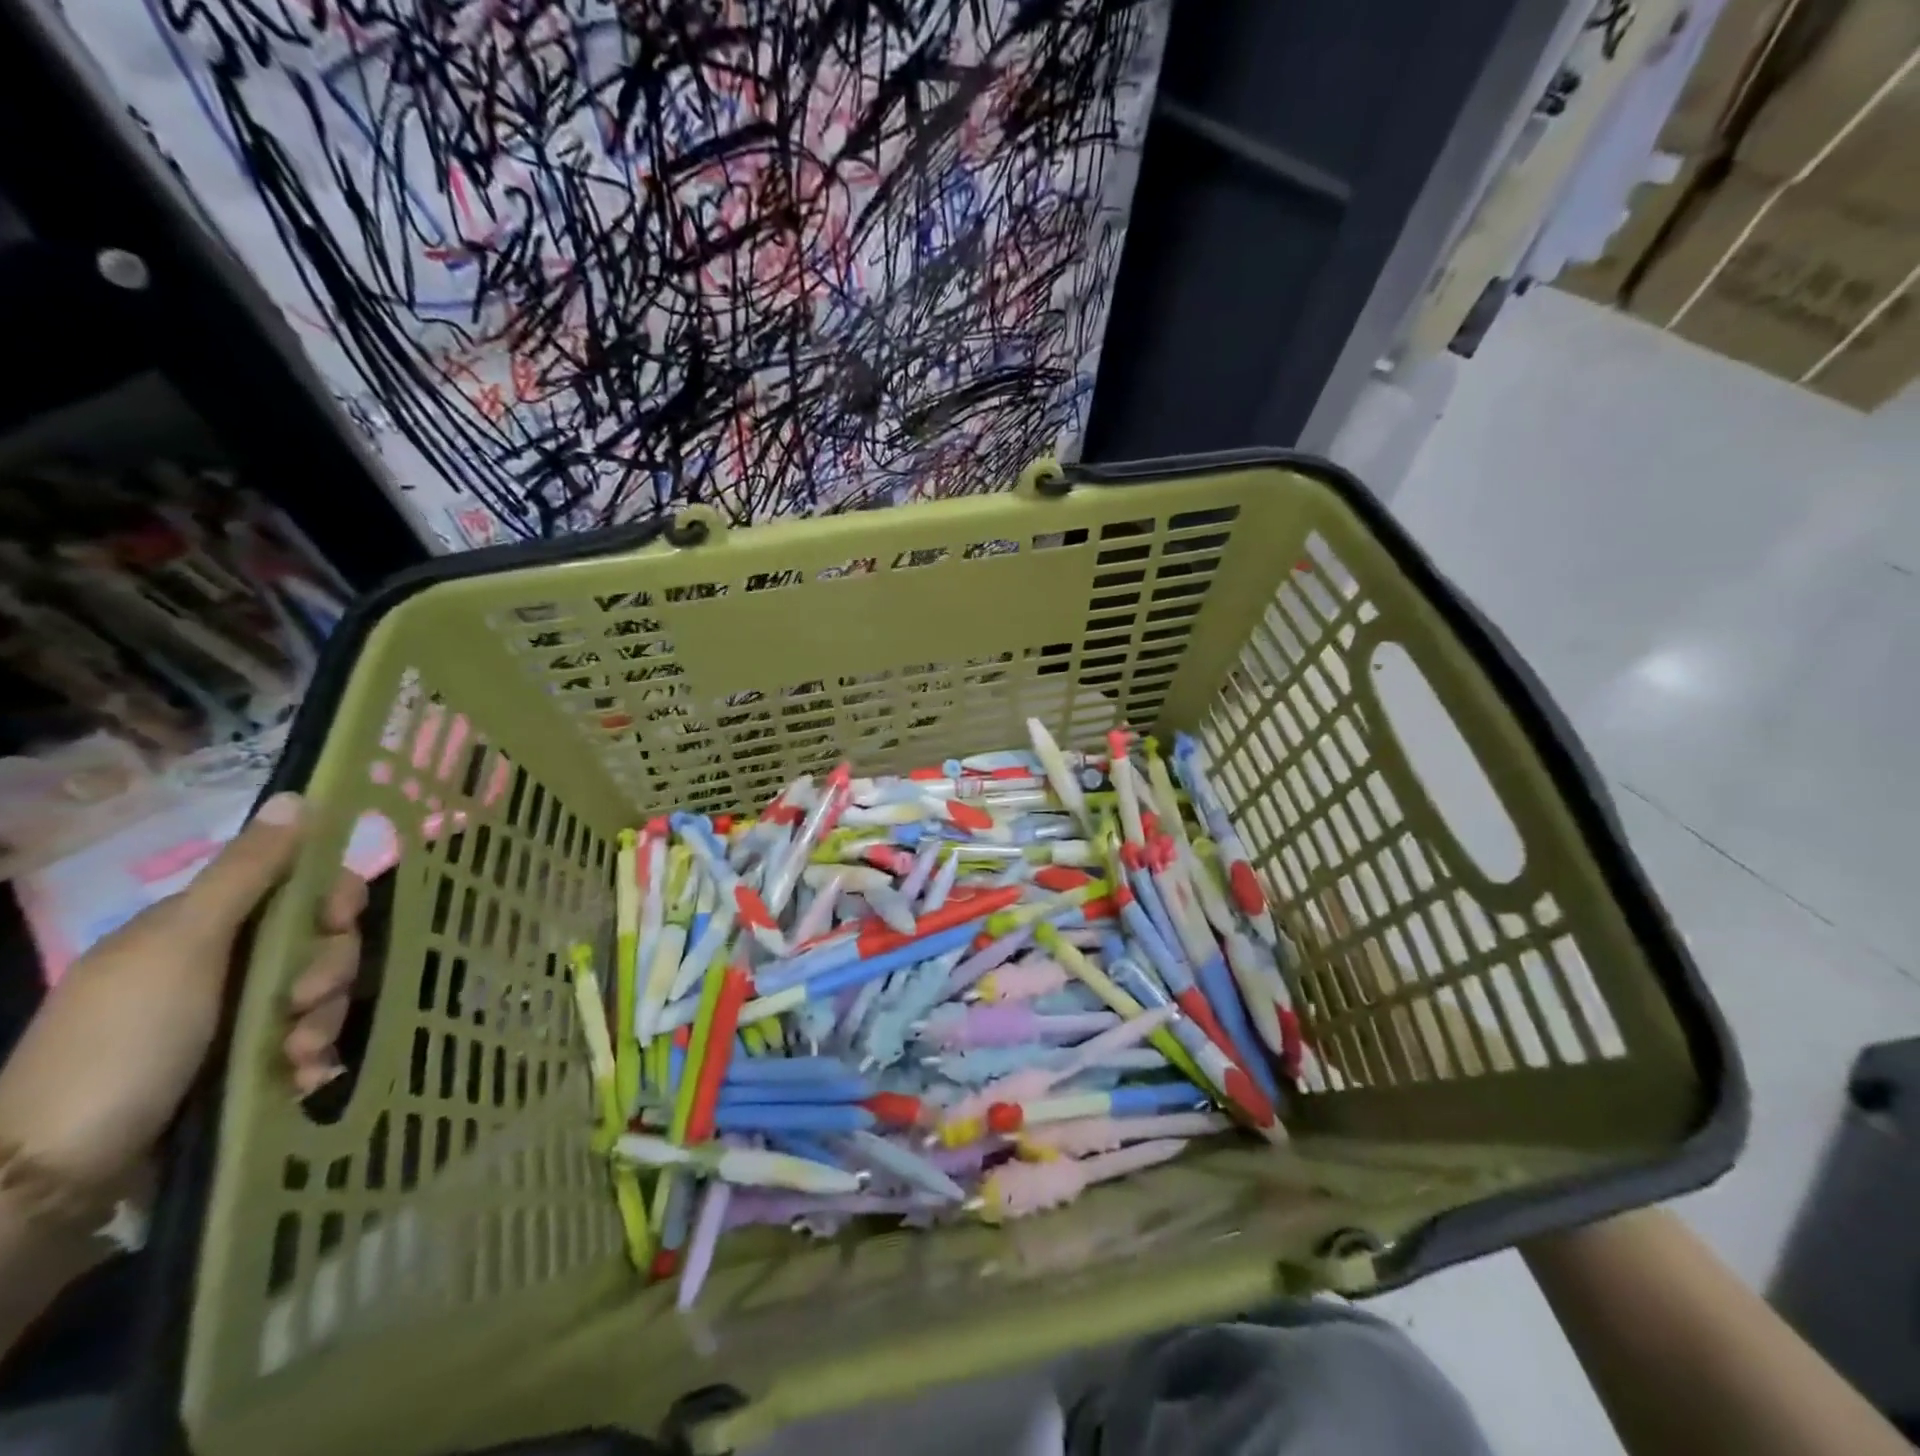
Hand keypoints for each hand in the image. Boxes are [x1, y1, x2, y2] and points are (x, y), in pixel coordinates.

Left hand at [0, 791, 363, 1215]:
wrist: (57, 1174)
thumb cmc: (123, 1041)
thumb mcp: (185, 946)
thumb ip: (248, 872)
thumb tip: (300, 796)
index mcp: (203, 927)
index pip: (300, 888)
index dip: (333, 899)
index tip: (339, 920)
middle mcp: (224, 965)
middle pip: (320, 944)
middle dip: (330, 972)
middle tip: (303, 1004)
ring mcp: (234, 1019)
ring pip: (321, 996)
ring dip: (323, 1021)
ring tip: (294, 1057)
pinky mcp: (245, 1066)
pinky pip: (309, 1043)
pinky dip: (312, 1058)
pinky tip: (298, 1078)